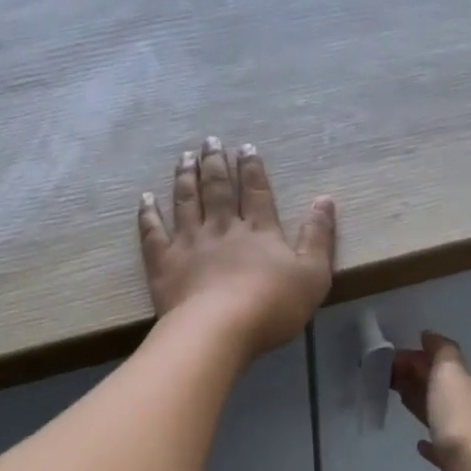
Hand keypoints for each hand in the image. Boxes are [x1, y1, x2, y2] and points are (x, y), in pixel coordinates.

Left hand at [139, 138, 336, 360]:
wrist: (219, 330)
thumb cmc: (272, 306)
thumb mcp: (313, 275)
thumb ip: (318, 237)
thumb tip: (325, 199)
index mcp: (259, 231)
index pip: (256, 192)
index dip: (252, 168)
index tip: (245, 147)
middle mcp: (223, 228)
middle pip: (218, 189)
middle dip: (215, 163)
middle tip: (210, 141)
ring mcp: (190, 243)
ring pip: (186, 201)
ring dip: (185, 177)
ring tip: (184, 157)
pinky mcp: (164, 263)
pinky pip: (153, 232)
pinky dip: (149, 213)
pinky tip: (145, 198)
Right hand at [390, 332, 470, 470]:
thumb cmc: (461, 420)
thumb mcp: (450, 375)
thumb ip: (441, 353)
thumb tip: (430, 335)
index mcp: (468, 385)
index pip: (440, 364)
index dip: (414, 358)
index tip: (387, 359)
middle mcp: (470, 408)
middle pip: (439, 388)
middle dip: (416, 378)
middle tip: (385, 376)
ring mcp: (466, 438)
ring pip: (439, 414)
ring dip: (422, 404)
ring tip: (399, 399)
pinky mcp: (458, 466)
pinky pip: (441, 449)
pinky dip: (430, 443)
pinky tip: (419, 444)